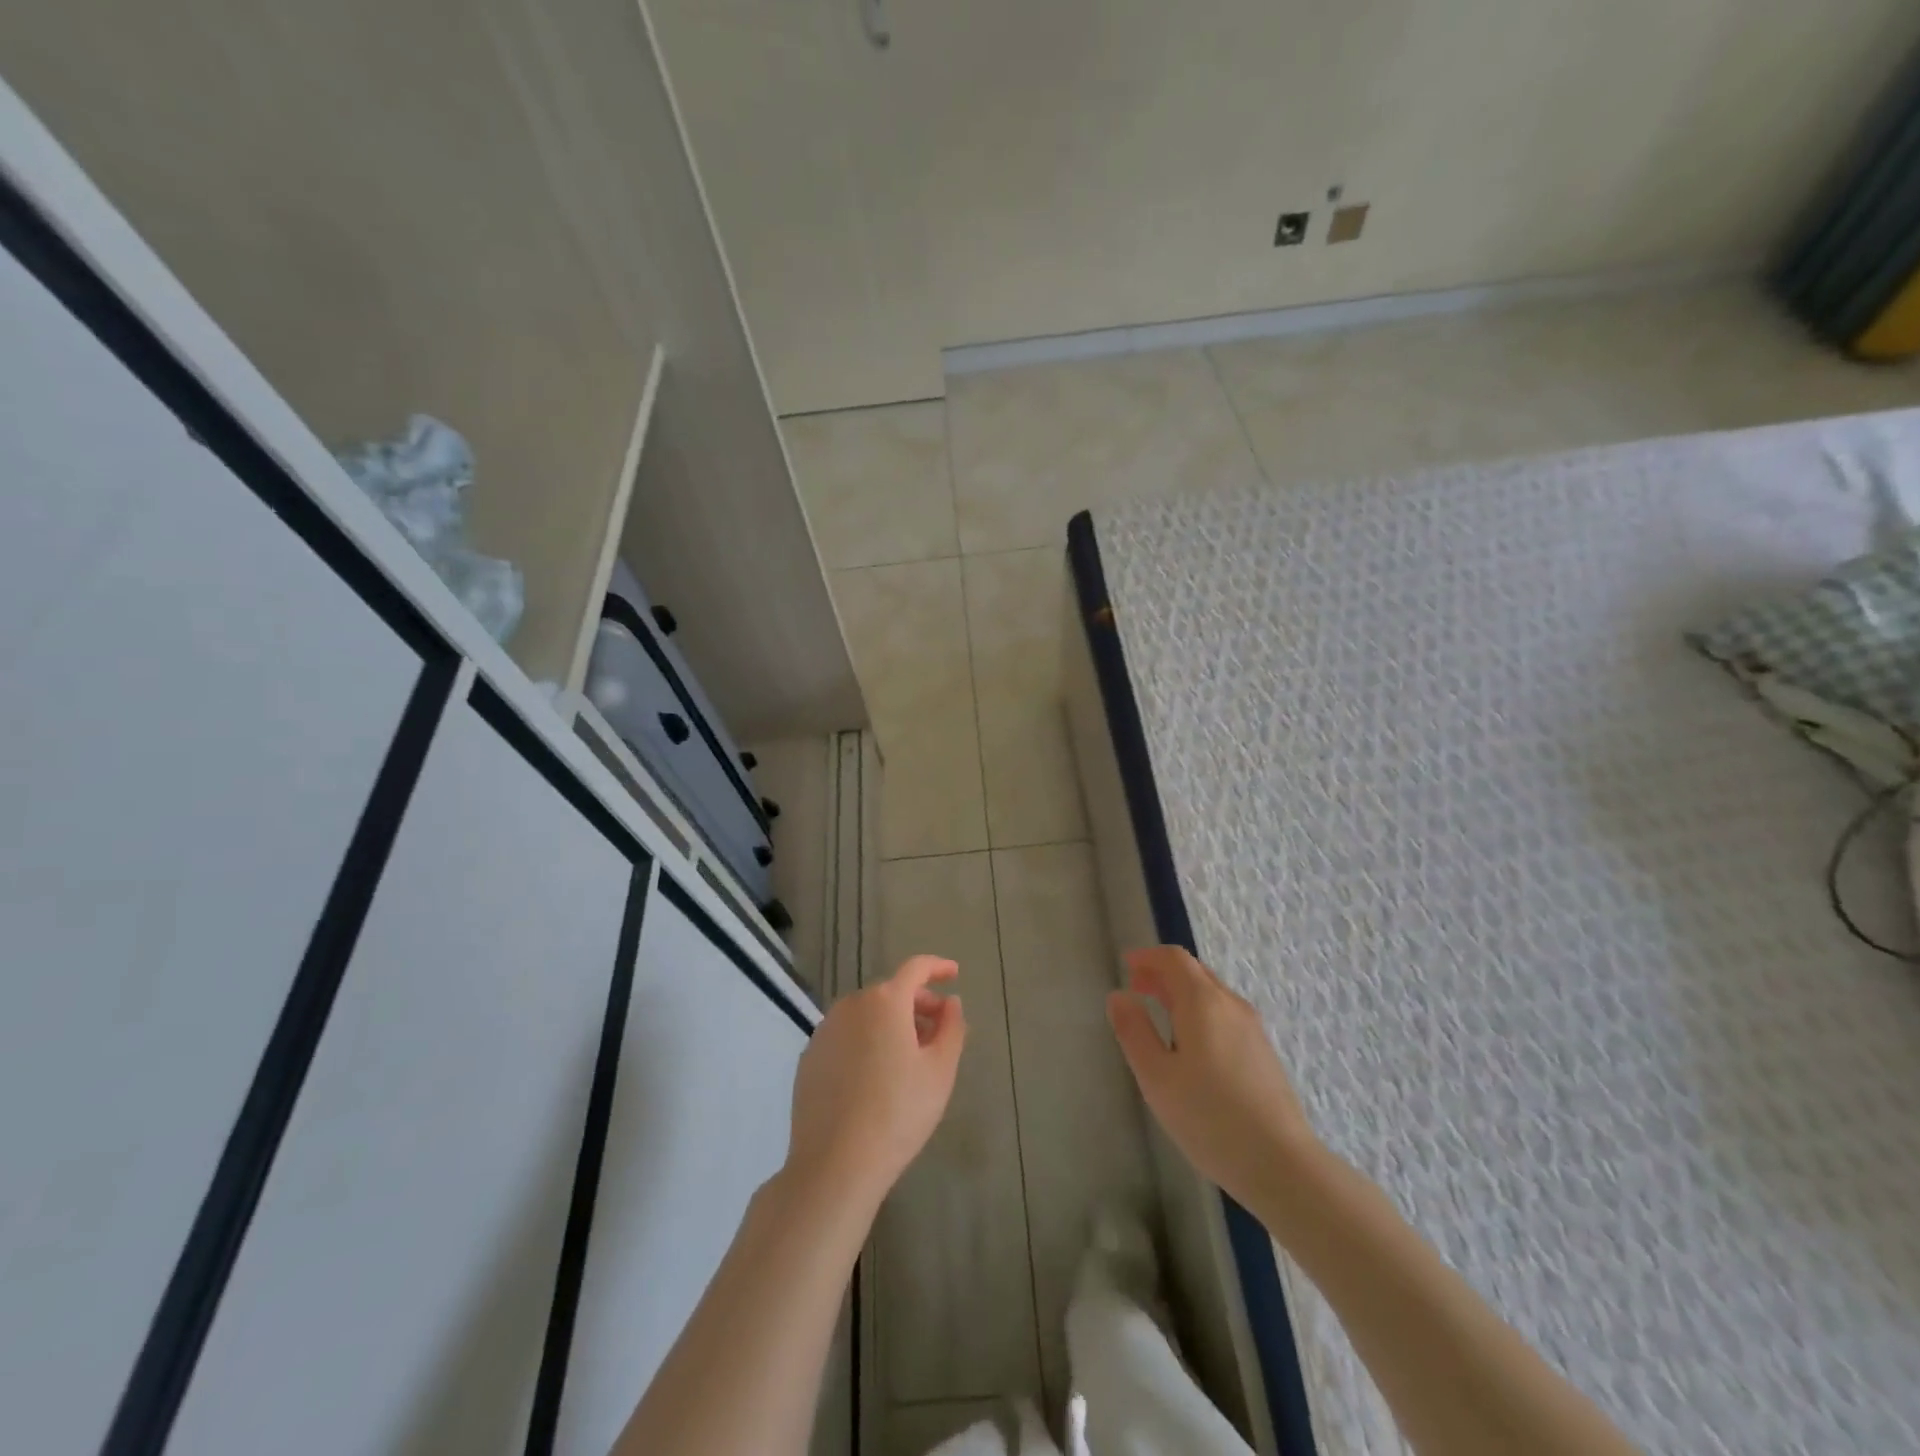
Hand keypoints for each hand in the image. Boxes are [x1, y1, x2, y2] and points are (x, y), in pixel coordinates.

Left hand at [785, 955, 965, 1210]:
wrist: (834, 1163)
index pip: (916, 968)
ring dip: (891, 1023)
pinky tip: (875, 1077)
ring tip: (909, 1057)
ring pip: (866, 1014)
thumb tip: (950, 1003)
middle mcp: (851, 1005)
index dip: (937, 967)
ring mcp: (825, 1030)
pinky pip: (846, 1036)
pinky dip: (866, 1041)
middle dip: (918, 1003)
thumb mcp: (940, 1071)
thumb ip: (951, 1027)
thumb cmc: (898, 1113)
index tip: (954, 974)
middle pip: (891, 992)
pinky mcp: (809, 1057)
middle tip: (938, 1030)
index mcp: (885, 1001)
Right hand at [1108, 946, 1319, 1208]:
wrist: (1281, 1163)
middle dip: (1163, 973)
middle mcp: (1231, 1004)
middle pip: (1194, 972)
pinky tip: (1190, 1043)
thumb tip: (1119, 996)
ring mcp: (1252, 1028)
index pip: (1174, 959)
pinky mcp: (1262, 1052)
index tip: (1126, 965)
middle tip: (1136, 987)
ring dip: (1181, 992)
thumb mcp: (1156, 1076)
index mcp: (1203, 1002)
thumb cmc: (1209, 1117)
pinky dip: (1199, 1011)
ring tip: (1158, 1013)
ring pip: (1211, 993)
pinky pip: (1224, 1014)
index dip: (1147, 956)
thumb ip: (1134, 1031)